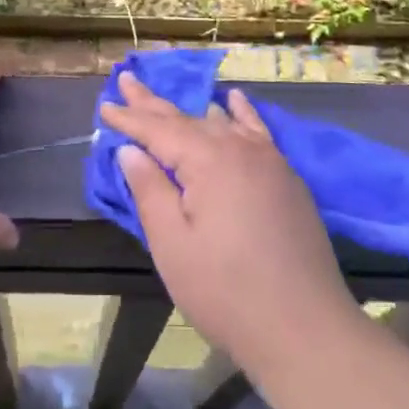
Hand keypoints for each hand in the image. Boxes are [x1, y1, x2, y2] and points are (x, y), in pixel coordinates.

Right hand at [100, 73, 355, 372]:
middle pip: (187, 119)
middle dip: (153, 104)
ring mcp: (269, 161)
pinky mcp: (287, 179)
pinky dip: (241, 113)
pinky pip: (258, 132)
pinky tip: (234, 99)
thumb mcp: (173, 244)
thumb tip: (131, 151)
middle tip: (127, 79)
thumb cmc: (226, 291)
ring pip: (220, 123)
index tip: (105, 106)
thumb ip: (150, 191)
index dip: (129, 119)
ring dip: (189, 109)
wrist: (304, 328)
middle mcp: (239, 149)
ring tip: (164, 94)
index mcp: (208, 161)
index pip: (158, 131)